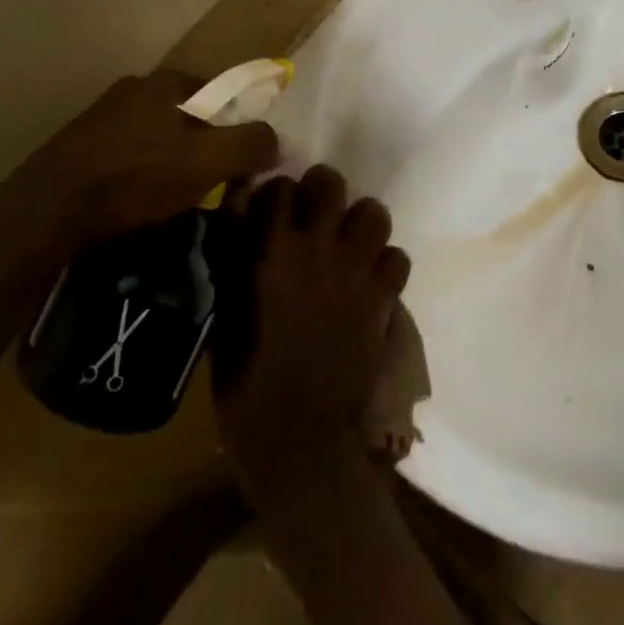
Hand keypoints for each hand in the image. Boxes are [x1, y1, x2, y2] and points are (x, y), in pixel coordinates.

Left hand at [0, 69, 280, 286]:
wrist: (48, 209)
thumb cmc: (137, 177)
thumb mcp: (207, 161)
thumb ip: (251, 144)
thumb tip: (277, 140)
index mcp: (170, 81)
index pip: (225, 94)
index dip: (241, 127)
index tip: (243, 165)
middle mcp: (138, 87)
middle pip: (193, 115)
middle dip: (208, 147)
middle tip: (213, 187)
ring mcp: (106, 114)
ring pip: (161, 135)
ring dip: (175, 162)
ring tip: (176, 200)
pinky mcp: (82, 143)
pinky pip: (131, 152)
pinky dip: (144, 172)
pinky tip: (139, 200)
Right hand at [214, 165, 411, 513]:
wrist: (300, 442)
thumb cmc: (247, 385)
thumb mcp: (225, 319)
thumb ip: (235, 263)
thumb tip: (240, 222)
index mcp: (269, 250)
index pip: (277, 187)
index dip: (275, 195)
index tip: (272, 210)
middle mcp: (316, 247)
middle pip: (329, 182)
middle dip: (321, 192)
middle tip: (315, 216)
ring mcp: (356, 270)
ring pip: (374, 212)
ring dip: (361, 223)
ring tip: (349, 245)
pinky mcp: (384, 298)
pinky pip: (398, 257)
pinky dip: (386, 265)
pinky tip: (371, 283)